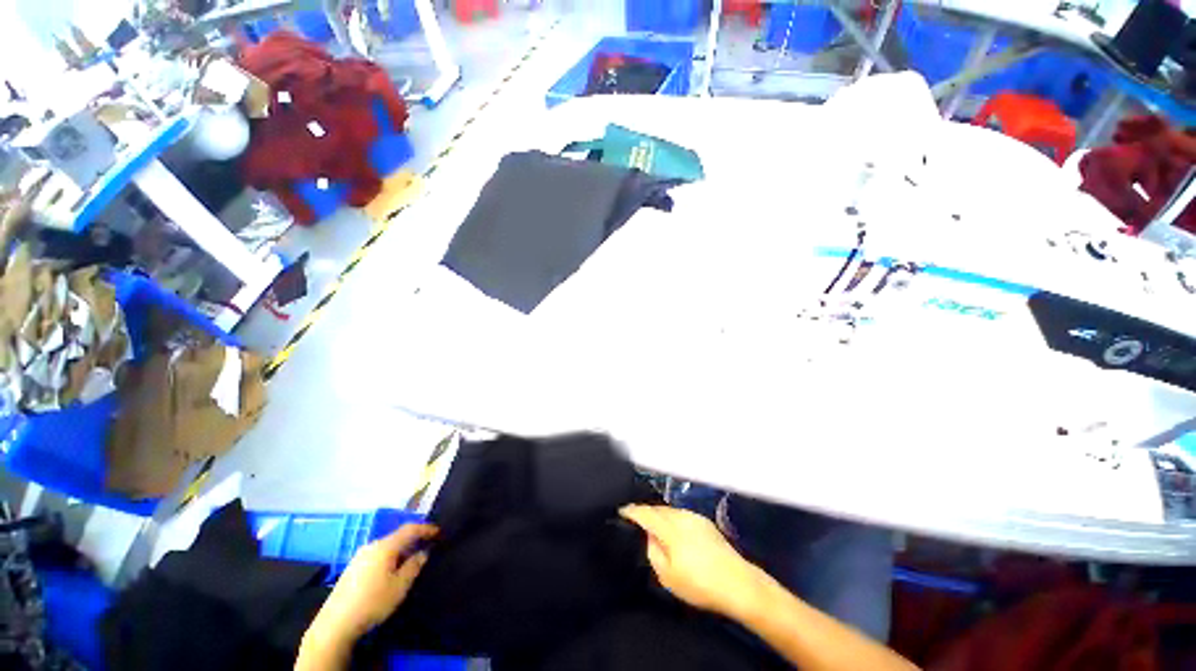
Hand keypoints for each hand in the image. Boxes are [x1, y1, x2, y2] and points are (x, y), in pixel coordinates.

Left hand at [309, 524, 437, 644]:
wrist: (335, 624)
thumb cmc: (373, 602)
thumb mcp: (400, 586)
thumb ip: (414, 565)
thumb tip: (423, 552)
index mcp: (385, 546)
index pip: (410, 529)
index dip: (426, 528)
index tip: (440, 532)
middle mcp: (372, 546)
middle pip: (398, 536)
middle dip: (414, 539)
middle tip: (428, 545)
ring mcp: (360, 557)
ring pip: (387, 546)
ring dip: (402, 549)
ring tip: (412, 558)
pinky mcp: (353, 568)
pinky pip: (378, 555)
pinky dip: (391, 556)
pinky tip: (392, 569)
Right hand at [620, 504, 764, 619]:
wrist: (738, 583)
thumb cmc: (700, 584)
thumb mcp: (668, 576)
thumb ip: (653, 551)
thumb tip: (649, 535)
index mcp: (670, 528)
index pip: (645, 513)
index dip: (631, 510)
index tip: (621, 511)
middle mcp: (681, 516)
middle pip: (657, 508)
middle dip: (645, 512)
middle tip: (636, 520)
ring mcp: (695, 517)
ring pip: (670, 510)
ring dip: (659, 515)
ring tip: (654, 525)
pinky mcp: (705, 521)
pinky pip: (681, 514)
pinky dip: (672, 518)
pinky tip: (674, 530)